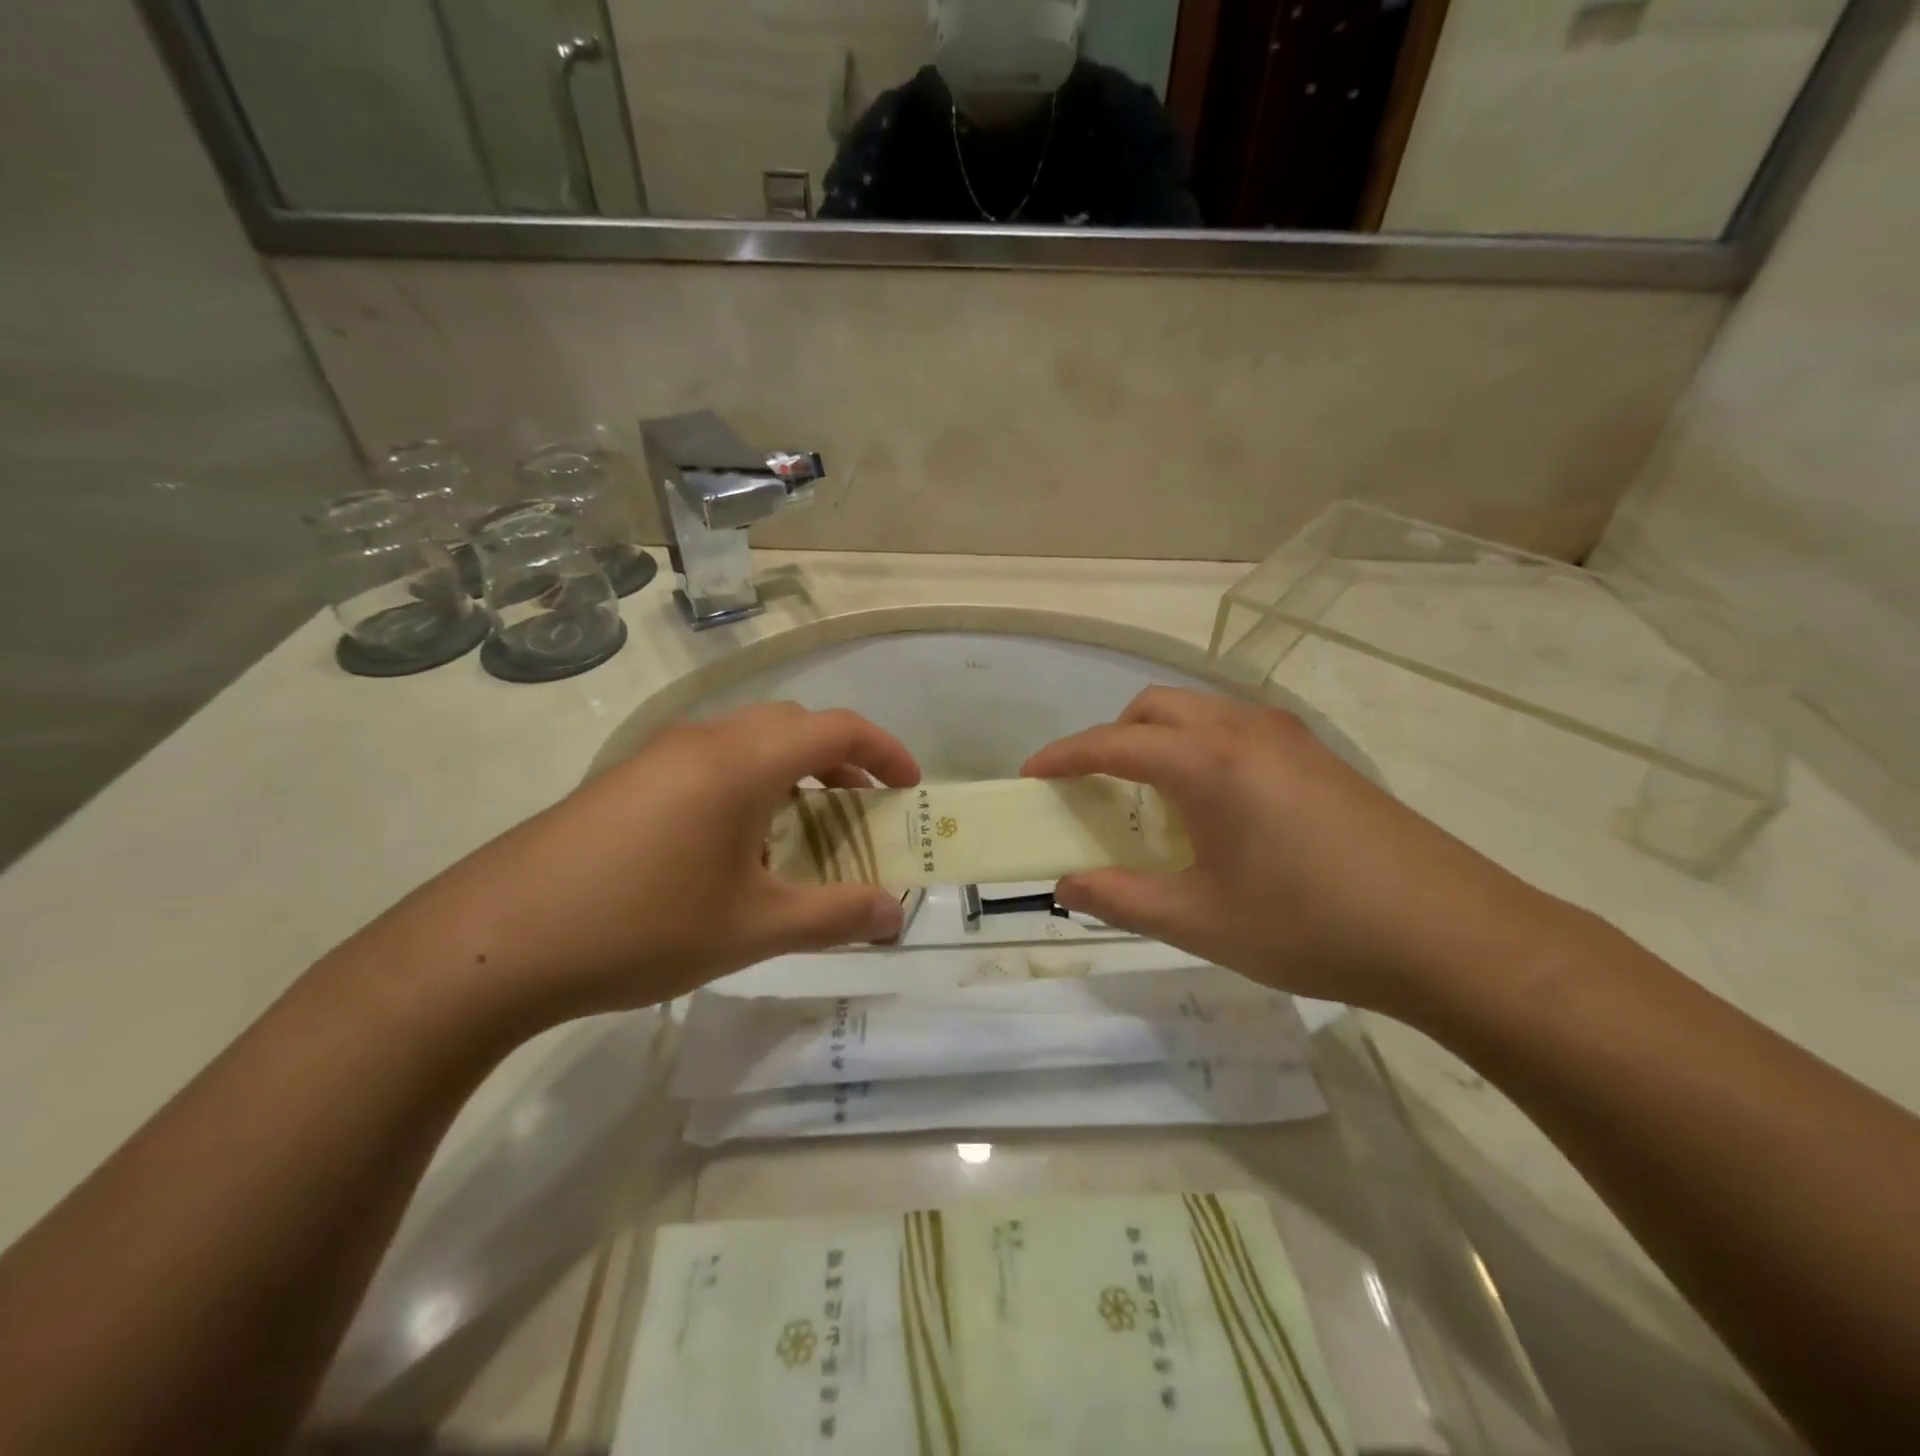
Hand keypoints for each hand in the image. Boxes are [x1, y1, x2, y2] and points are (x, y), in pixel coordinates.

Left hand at [372, 703, 919, 1027]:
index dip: (885, 750)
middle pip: (792, 726)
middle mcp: (702, 740)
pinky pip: (707, 764)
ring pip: (747, 743)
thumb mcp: (753, 928)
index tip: (909, 786)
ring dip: (791, 774)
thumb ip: (835, 915)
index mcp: (742, 760)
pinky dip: (746, 787)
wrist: (491, 943)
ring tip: (803, 833)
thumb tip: (894, 913)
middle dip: (840, 760)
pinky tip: (732, 850)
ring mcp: (656, 756)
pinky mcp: (624, 781)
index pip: (836, 727)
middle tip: (863, 809)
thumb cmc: (641, 926)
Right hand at [1022, 688, 1571, 1015]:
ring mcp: (1287, 738)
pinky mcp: (1318, 756)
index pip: (1111, 744)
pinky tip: (1214, 806)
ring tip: (1152, 799)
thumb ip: (1121, 898)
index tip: (1030, 776)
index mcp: (1206, 763)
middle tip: (1095, 790)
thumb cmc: (1310, 924)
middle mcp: (1243, 730)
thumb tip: (1065, 886)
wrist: (1449, 934)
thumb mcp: (1200, 920)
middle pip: (1154, 709)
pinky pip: (1234, 729)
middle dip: (1111, 738)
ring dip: (1158, 739)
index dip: (1063, 757)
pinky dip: (1199, 748)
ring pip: (1198, 712)